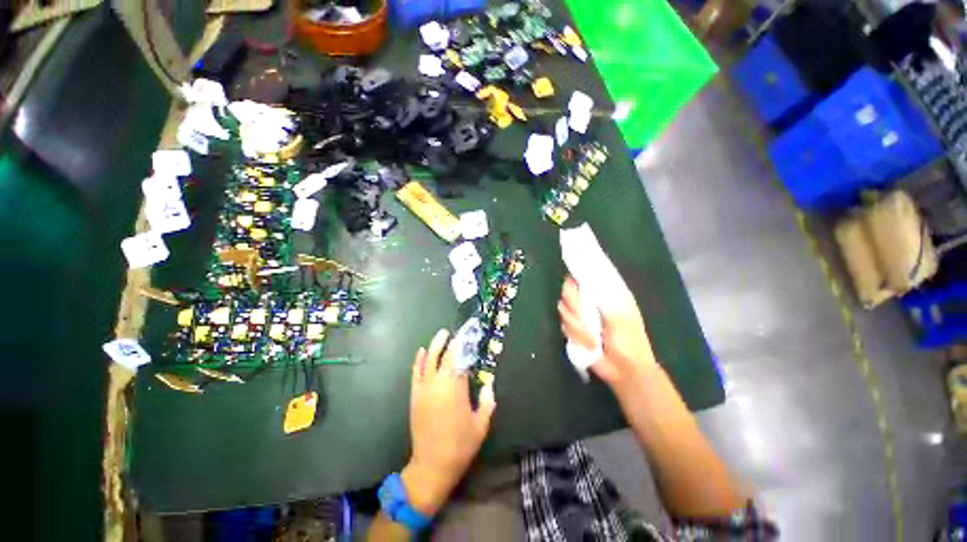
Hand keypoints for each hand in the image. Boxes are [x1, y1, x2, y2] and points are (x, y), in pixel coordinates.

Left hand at [401, 329, 495, 516]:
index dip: (465, 345)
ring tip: (442, 334)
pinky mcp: (415, 395)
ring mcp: (424, 388)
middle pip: (445, 355)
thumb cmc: (460, 445)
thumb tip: (489, 383)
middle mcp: (439, 383)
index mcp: (456, 388)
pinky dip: (419, 360)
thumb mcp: (481, 424)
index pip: (461, 359)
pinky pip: (416, 373)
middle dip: (452, 341)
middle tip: (457, 331)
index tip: (469, 334)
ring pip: (429, 360)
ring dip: (435, 345)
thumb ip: (487, 401)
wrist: (432, 465)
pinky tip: (422, 350)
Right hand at [557, 276, 657, 399]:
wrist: (625, 370)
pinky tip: (589, 344)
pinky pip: (564, 326)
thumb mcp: (621, 316)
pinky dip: (576, 336)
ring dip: (578, 326)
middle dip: (575, 306)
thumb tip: (584, 281)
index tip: (573, 282)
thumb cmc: (629, 341)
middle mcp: (589, 303)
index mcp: (603, 295)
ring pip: (564, 310)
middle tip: (584, 317)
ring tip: (594, 338)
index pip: (583, 277)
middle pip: (568, 293)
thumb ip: (602, 297)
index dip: (576, 277)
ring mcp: (580, 317)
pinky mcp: (573, 330)